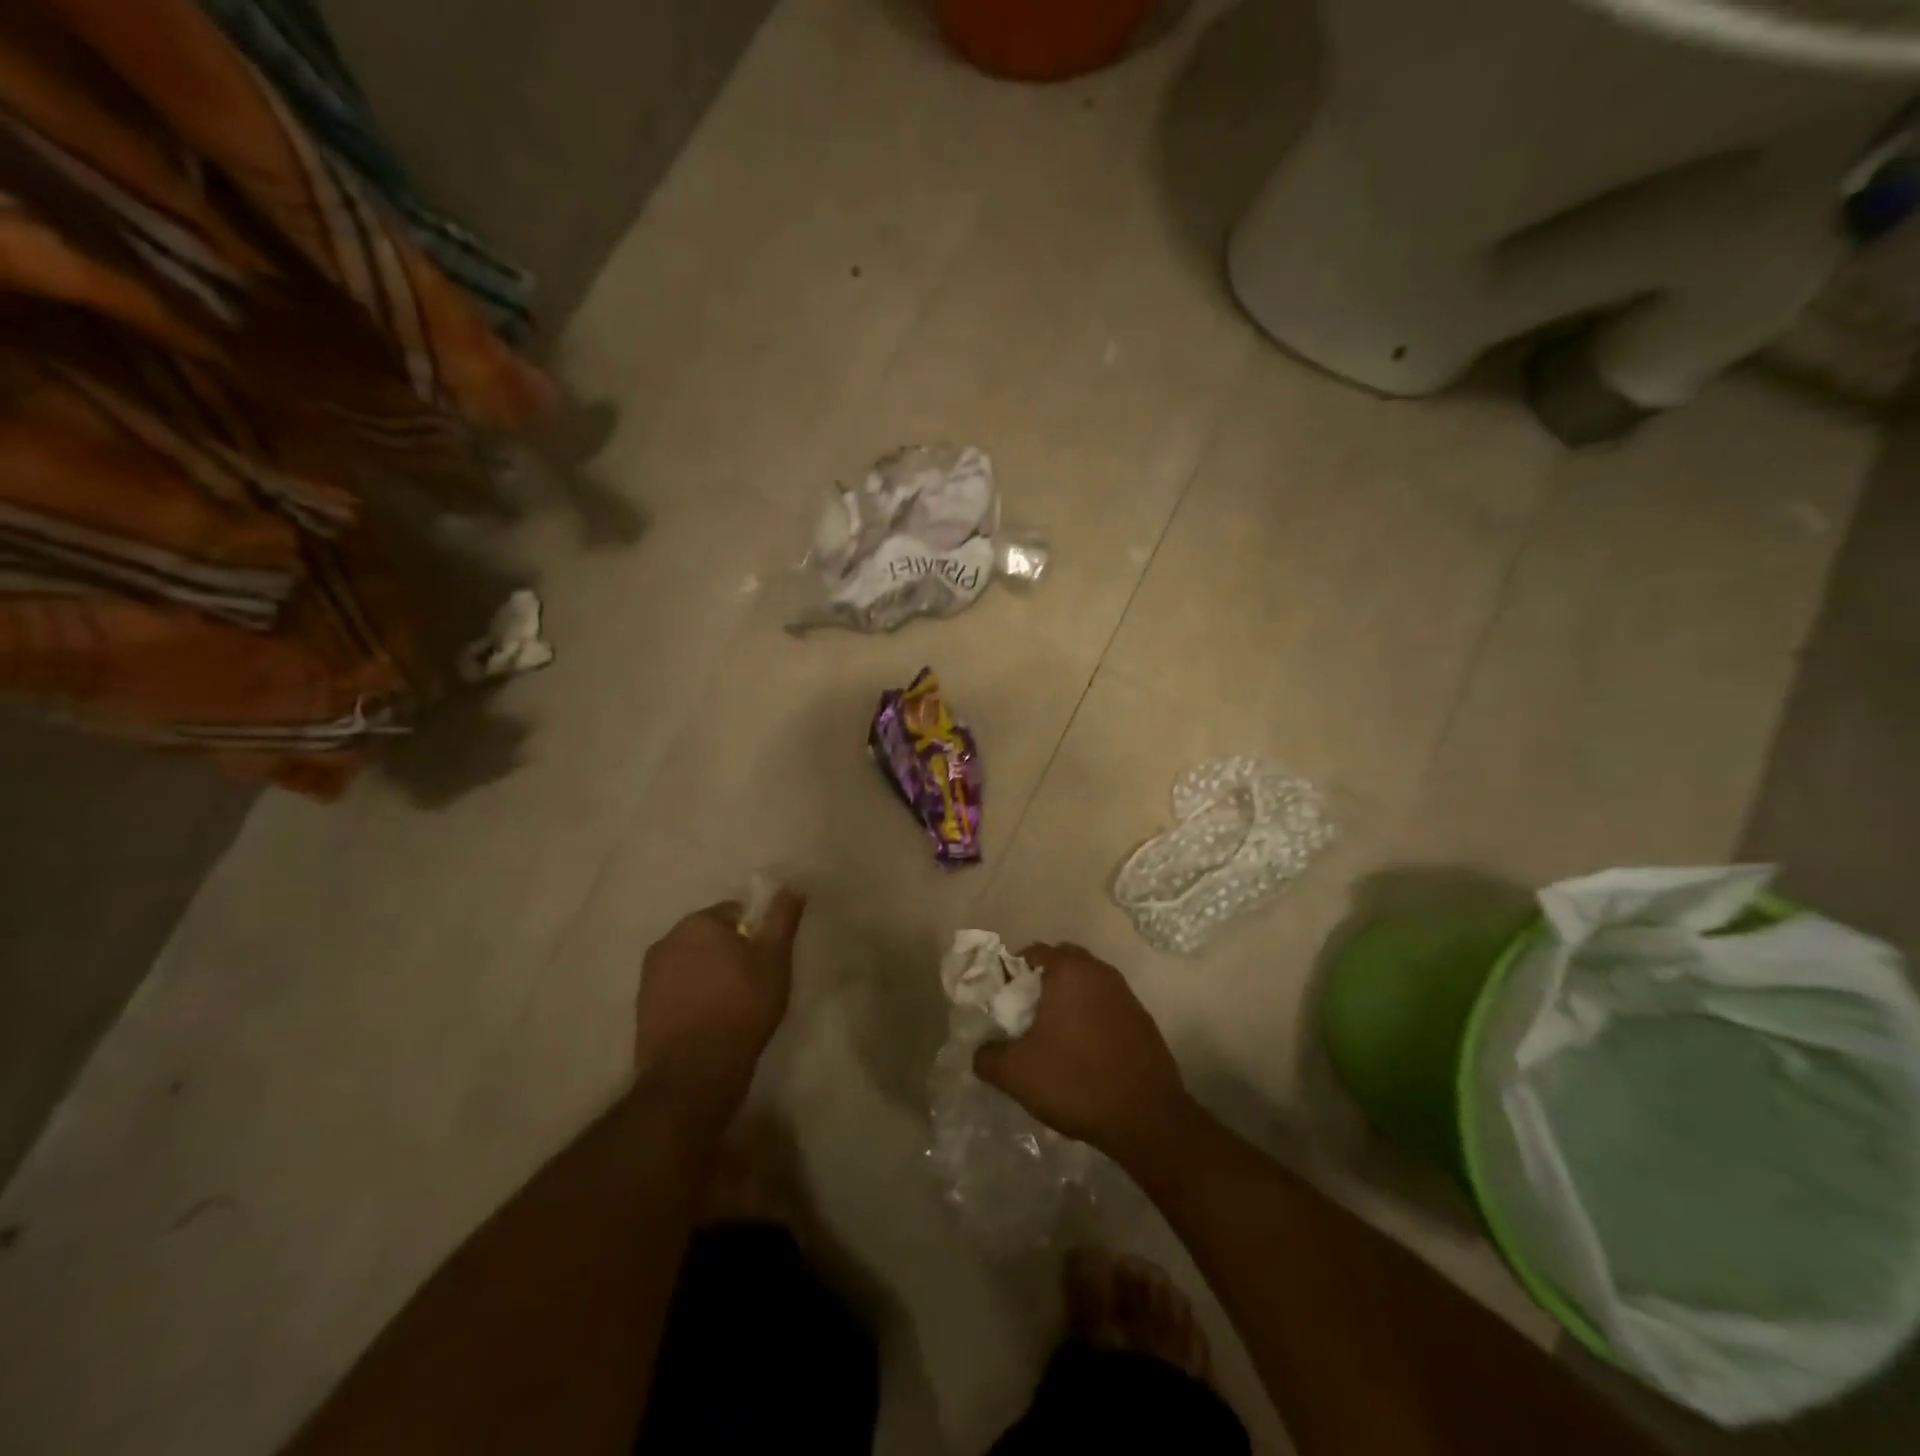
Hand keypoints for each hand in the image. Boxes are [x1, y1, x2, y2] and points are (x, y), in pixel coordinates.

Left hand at [633, 890, 805, 1116]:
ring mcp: (650, 974)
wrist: (694, 1073)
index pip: (736, 912)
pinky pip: (677, 989)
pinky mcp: (642, 1007)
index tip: (768, 961)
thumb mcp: (775, 959)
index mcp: (698, 922)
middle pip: (711, 936)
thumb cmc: (742, 1007)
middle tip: (755, 982)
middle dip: (731, 952)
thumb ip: (782, 918)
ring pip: (693, 963)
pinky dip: (694, 996)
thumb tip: (790, 887)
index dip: (757, 934)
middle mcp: (667, 940)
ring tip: (733, 1004)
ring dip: (711, 974)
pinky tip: (710, 1020)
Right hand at [973, 943, 1192, 1165]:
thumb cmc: (1075, 1082)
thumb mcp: (1016, 1074)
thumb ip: (987, 1056)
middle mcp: (1099, 971)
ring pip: (1086, 985)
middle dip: (1041, 983)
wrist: (1146, 1117)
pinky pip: (1106, 1006)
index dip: (1011, 973)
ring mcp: (1125, 993)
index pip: (1032, 952)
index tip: (1002, 1002)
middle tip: (1025, 1016)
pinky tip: (1083, 1053)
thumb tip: (981, 1051)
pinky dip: (1091, 1018)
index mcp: (1069, 971)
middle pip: (1062, 963)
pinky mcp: (1142, 1018)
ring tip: (1053, 1037)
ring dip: (1068, 1001)